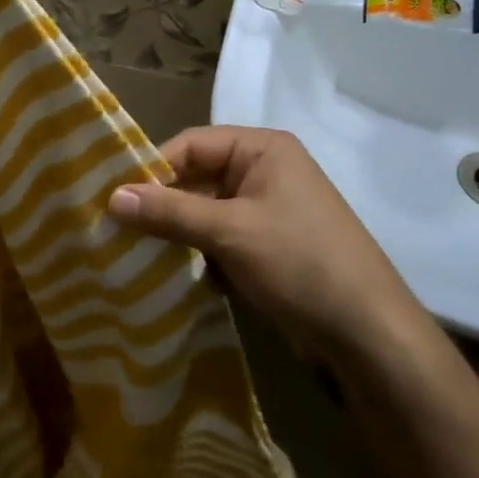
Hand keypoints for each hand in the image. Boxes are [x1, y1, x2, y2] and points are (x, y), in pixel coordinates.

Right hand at [107, 127, 427, 358]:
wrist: (367, 333)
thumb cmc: (300, 263)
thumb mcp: (230, 232)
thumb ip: (169, 212)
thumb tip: (111, 197)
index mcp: (262, 149)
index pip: (191, 144)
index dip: (152, 168)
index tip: (113, 198)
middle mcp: (264, 171)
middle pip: (196, 177)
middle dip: (160, 203)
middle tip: (115, 228)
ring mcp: (267, 210)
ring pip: (204, 211)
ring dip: (174, 231)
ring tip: (131, 251)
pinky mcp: (266, 246)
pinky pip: (218, 237)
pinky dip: (194, 251)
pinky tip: (165, 271)